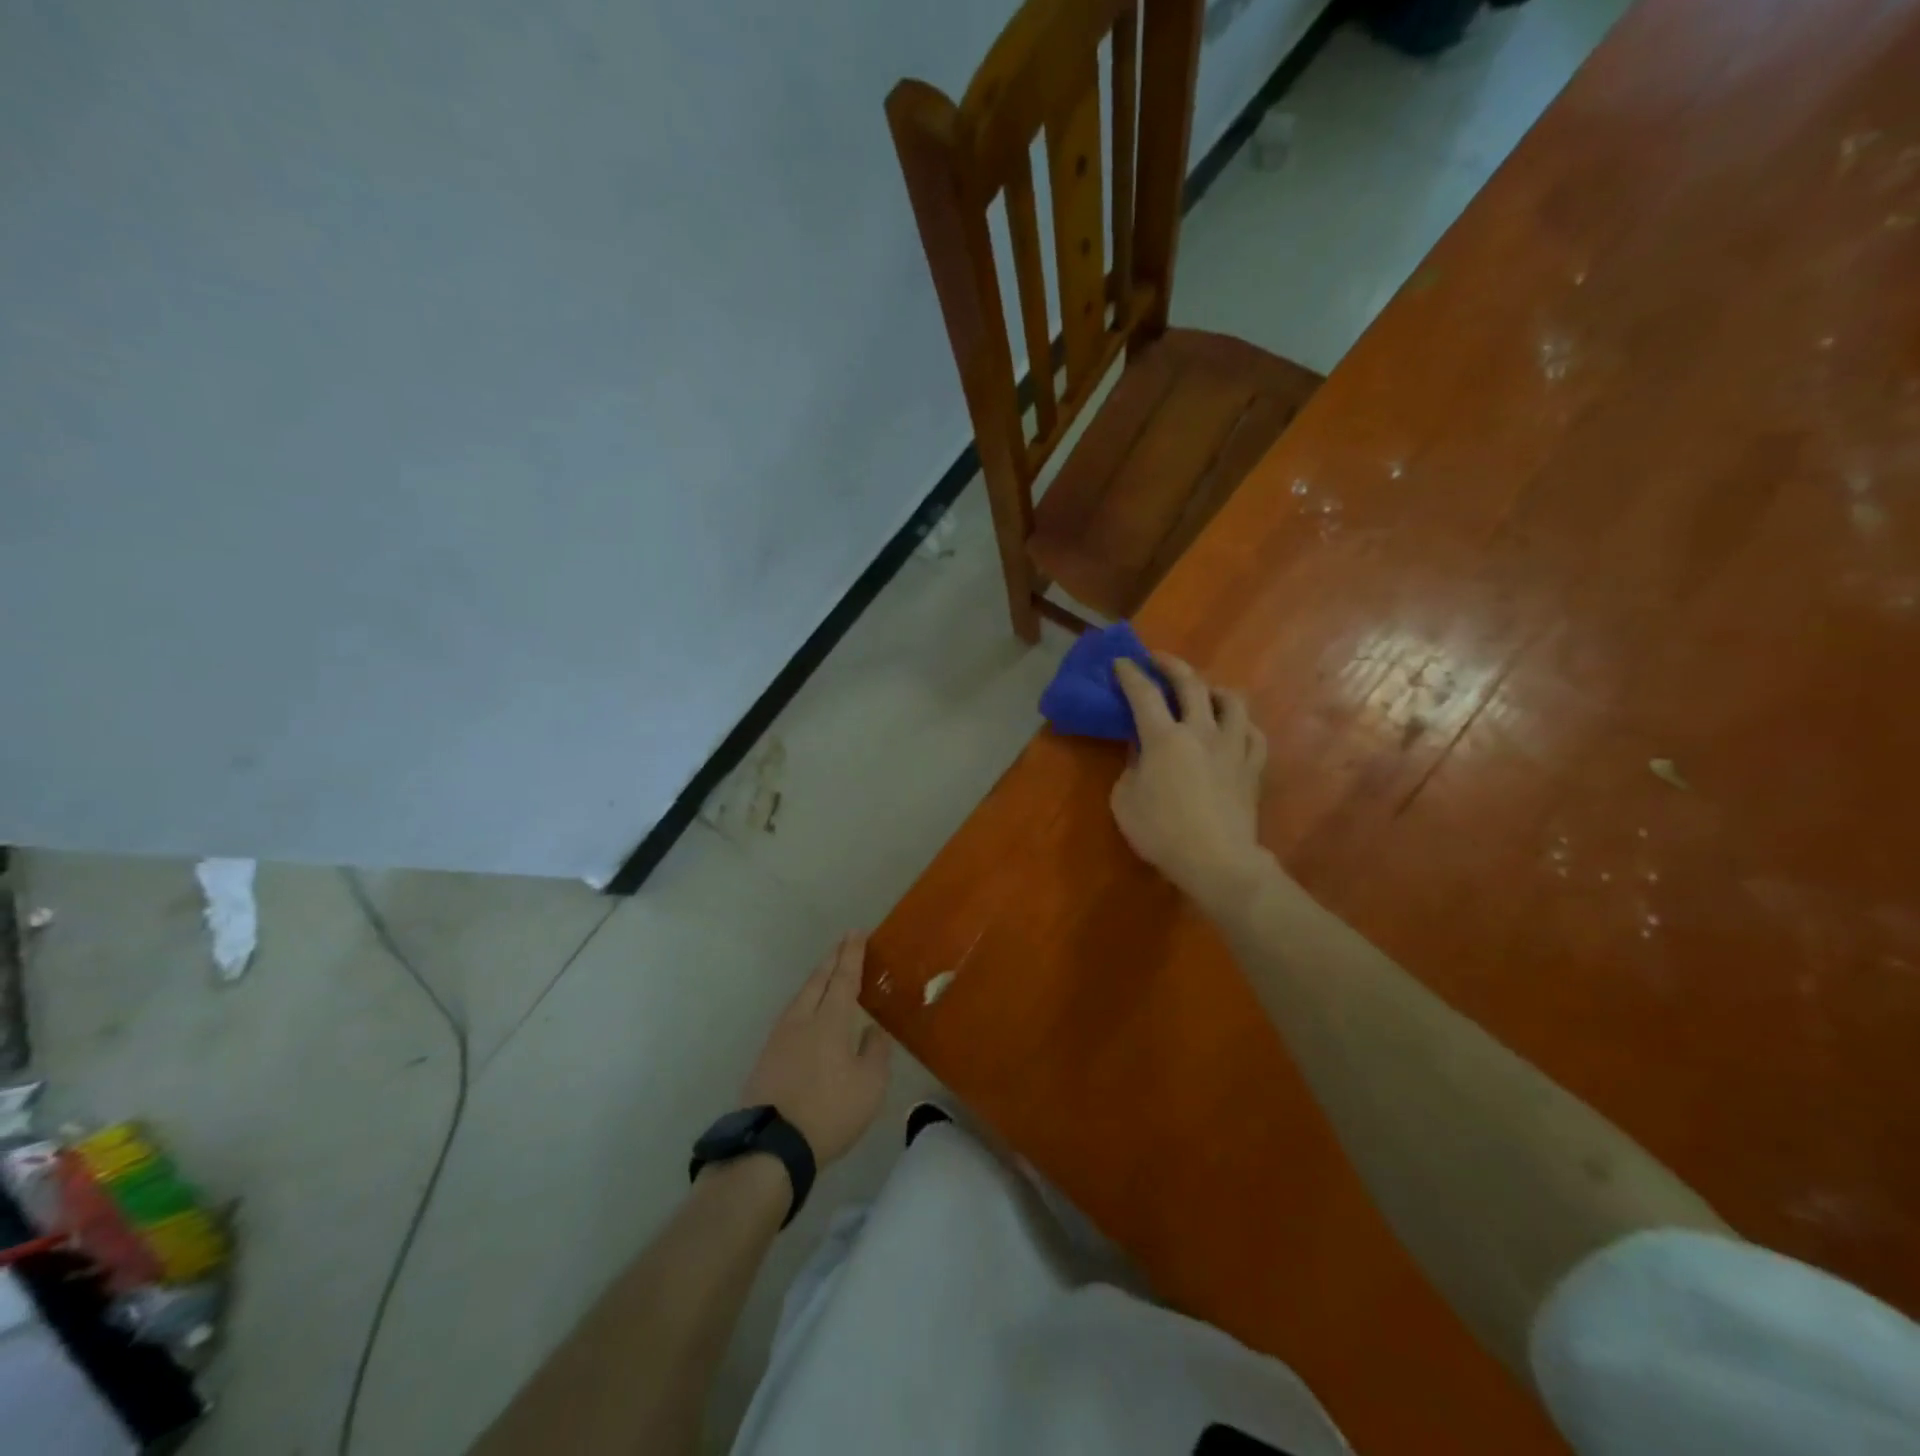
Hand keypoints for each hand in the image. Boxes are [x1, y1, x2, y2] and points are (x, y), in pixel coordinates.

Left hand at [739, 933, 891, 1165]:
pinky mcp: (767, 1056)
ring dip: (816, 980)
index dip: (852, 954)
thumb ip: (875, 1053)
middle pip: (818, 980)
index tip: (856, 932)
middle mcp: (802, 1019)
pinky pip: (791, 1015)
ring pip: (801, 997)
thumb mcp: (869, 1086)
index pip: (844, 977)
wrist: (771, 1144)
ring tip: (826, 973)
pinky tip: (807, 1012)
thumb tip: (872, 1030)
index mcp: (830, 1020)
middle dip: (832, 959)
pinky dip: (805, 1002)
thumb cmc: (829, 1112)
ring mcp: (780, 1037)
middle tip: (843, 943)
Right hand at [1111, 656, 1268, 911]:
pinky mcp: (1252, 766)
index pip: (1144, 694)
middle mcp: (1200, 731)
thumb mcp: (1125, 800)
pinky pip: (1253, 733)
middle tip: (1158, 660)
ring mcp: (1232, 746)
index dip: (1130, 674)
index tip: (1121, 662)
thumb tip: (1139, 749)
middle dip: (1172, 665)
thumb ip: (1130, 766)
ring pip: (1231, 701)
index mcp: (1164, 737)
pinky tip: (1234, 728)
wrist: (1216, 860)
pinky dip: (1241, 724)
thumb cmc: (1161, 832)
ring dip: (1213, 688)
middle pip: (1191, 683)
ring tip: (1204, 691)